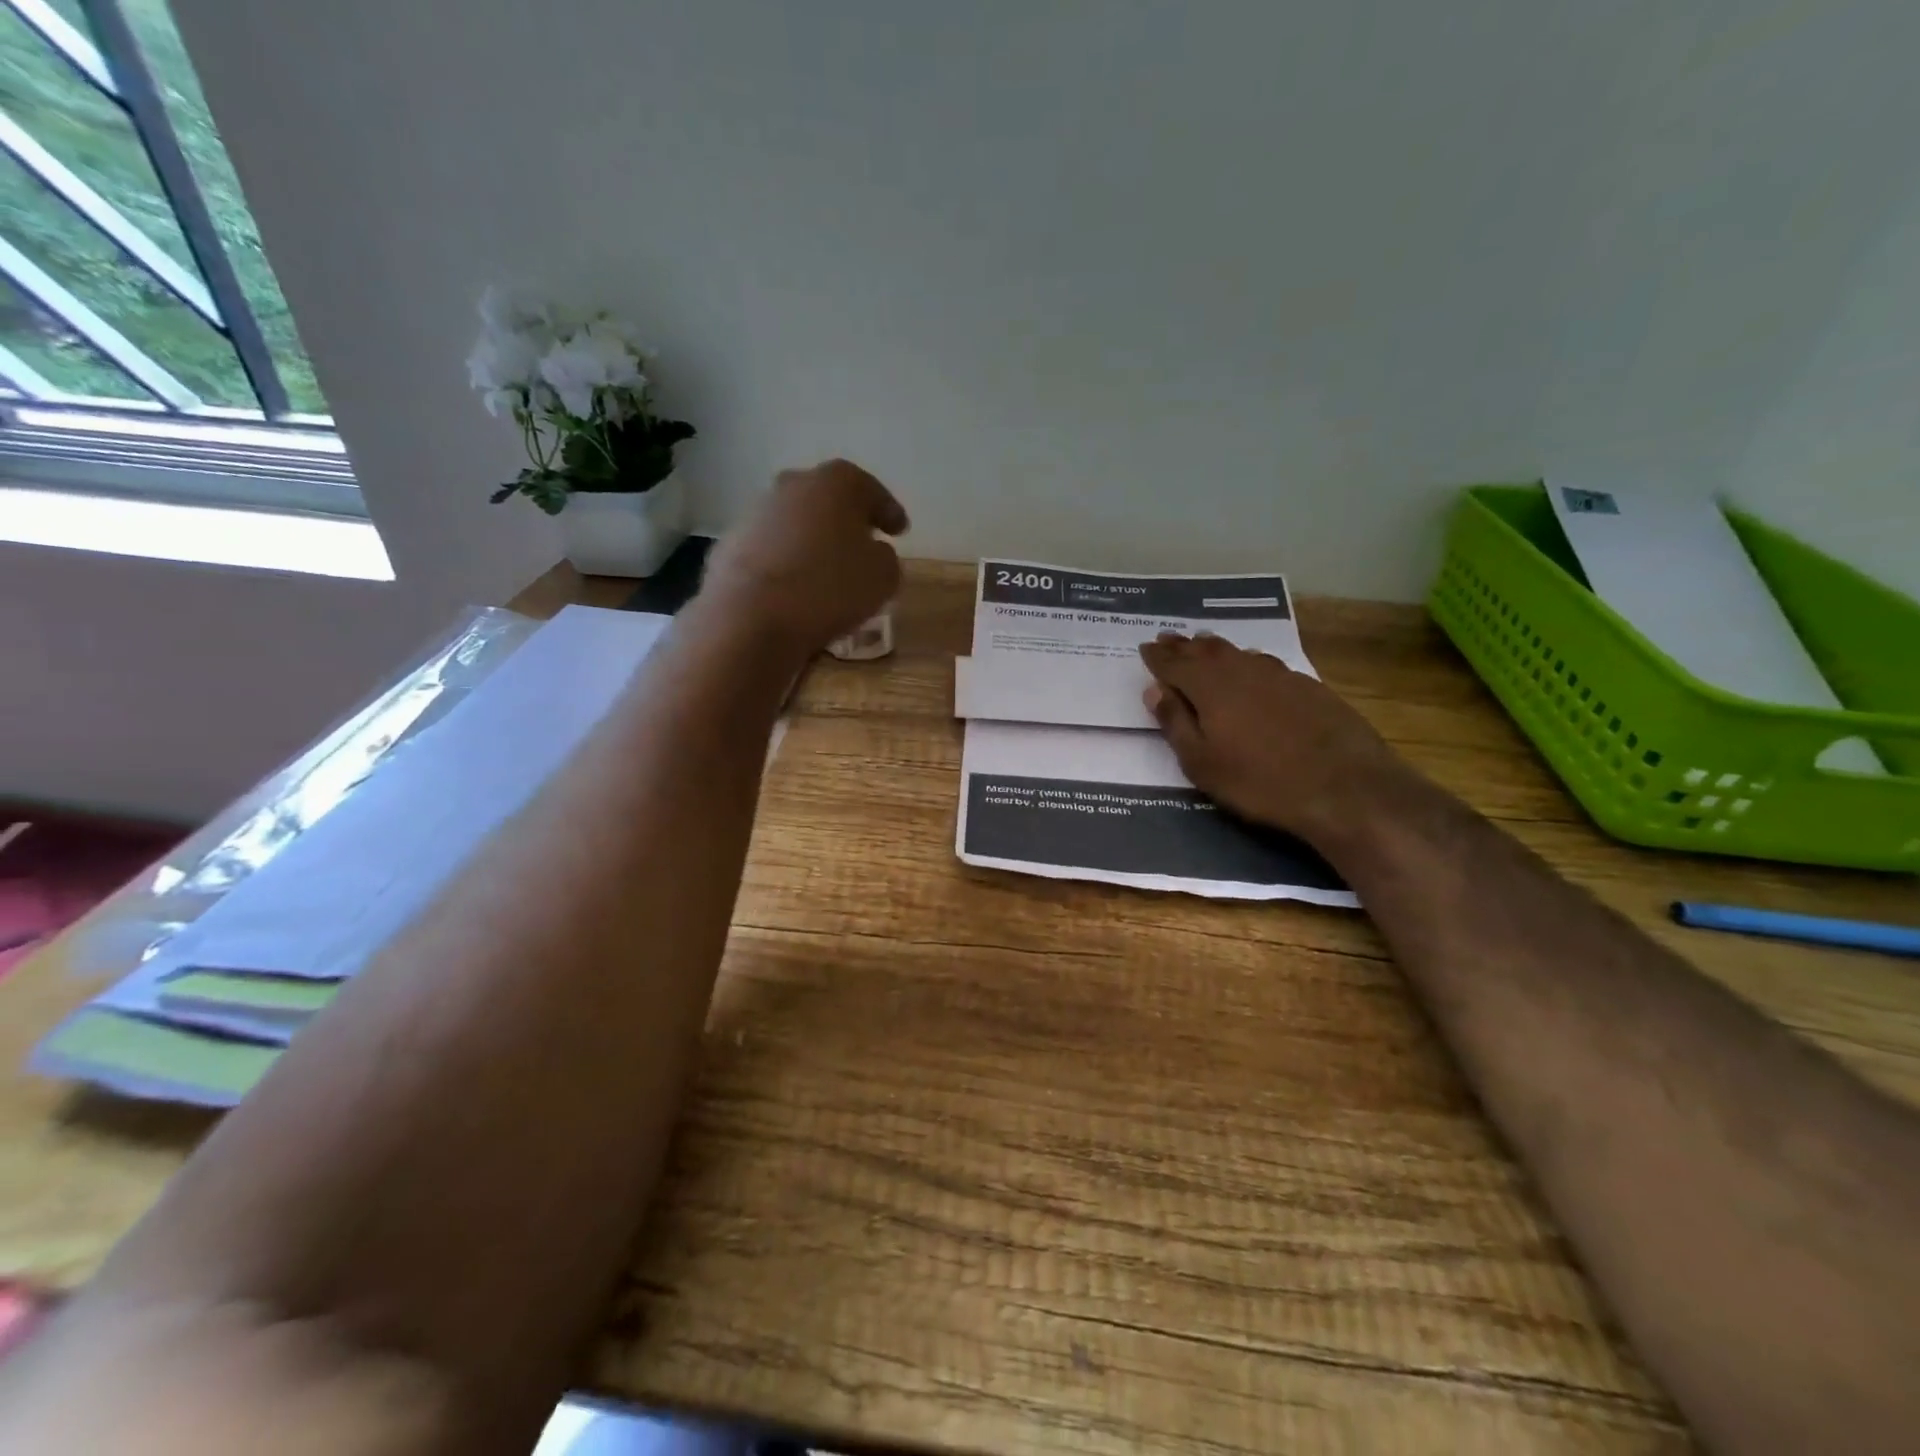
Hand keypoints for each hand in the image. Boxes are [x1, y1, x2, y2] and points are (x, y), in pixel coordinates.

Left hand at [701, 459, 908, 654]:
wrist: (751, 616)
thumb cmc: (829, 588)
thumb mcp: (883, 576)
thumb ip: (885, 557)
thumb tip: (873, 552)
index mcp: (838, 482)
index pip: (872, 491)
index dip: (889, 512)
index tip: (899, 531)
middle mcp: (794, 484)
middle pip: (829, 499)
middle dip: (846, 520)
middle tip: (863, 544)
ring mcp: (757, 511)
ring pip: (796, 522)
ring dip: (812, 540)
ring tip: (826, 571)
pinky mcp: (731, 542)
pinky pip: (771, 548)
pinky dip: (785, 561)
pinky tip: (794, 588)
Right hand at [1138, 633, 1413, 846]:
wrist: (1345, 787)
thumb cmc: (1259, 782)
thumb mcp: (1202, 763)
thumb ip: (1175, 723)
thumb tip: (1154, 690)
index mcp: (1209, 687)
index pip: (1174, 664)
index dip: (1158, 657)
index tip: (1145, 649)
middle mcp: (1242, 670)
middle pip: (1206, 651)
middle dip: (1183, 645)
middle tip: (1168, 638)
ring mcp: (1279, 675)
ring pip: (1238, 652)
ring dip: (1215, 648)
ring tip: (1203, 643)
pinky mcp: (1308, 686)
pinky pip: (1265, 664)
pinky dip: (1247, 661)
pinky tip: (1251, 667)